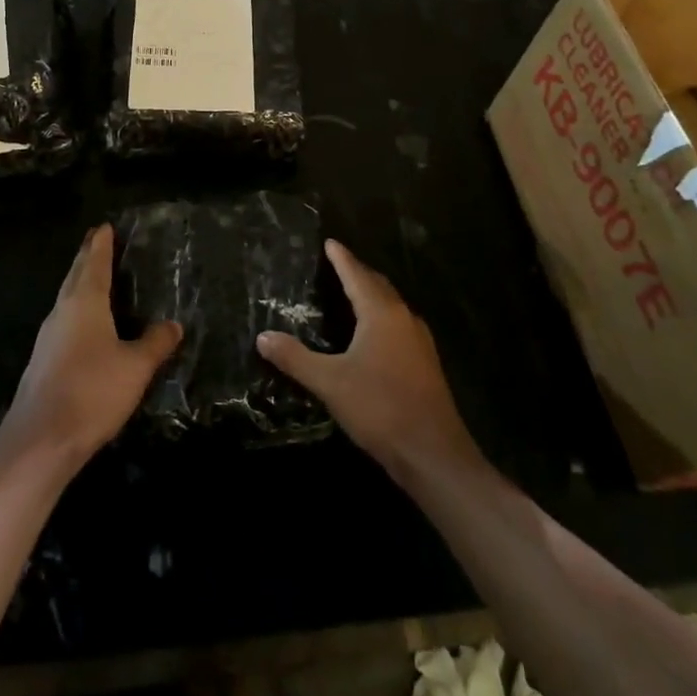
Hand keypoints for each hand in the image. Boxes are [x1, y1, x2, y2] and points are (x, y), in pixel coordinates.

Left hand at [0, 225, 181, 471]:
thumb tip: (173, 324)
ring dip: (80, 283)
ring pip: (67, 299)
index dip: (101, 244)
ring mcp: (48, 337)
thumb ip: (155, 343)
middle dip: (87, 257)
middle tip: (98, 241)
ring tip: (95, 278)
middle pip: (75, 276)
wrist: (39, 442)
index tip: (104, 226)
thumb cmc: (92, 392)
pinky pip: (64, 322)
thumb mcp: (135, 367)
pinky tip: (86, 325)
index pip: (94, 263)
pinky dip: (77, 310)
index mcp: (84, 303)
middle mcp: (62, 312)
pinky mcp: (43, 361)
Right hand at [257, 241, 481, 483]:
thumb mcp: (330, 382)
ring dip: (372, 294)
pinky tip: (372, 332)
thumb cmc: (379, 407)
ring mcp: (419, 341)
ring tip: (352, 291)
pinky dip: (382, 316)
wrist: (433, 453)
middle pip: (378, 285)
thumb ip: (295, 358)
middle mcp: (403, 318)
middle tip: (338, 263)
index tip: (330, 242)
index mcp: (381, 314)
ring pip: (392, 305)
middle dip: (358, 272)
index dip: (341, 258)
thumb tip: (263, 337)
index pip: (357, 275)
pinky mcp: (425, 363)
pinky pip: (399, 324)